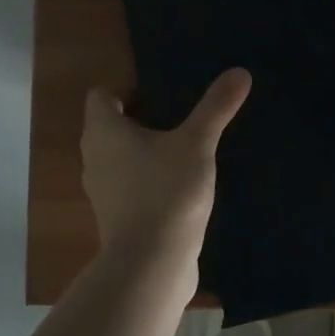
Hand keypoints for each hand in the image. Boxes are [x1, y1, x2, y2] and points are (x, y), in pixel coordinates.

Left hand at [81, 69, 250, 288]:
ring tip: (182, 149)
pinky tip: (179, 185)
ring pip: (119, 158)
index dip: (128, 89)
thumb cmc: (167, 191)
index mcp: (103, 131)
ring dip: (144, 151)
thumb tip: (240, 72)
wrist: (152, 263)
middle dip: (141, 119)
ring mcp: (102, 191)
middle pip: (110, 126)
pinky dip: (147, 179)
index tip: (163, 95)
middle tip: (179, 116)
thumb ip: (216, 107)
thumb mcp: (197, 143)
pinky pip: (128, 186)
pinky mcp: (115, 218)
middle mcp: (94, 157)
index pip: (102, 96)